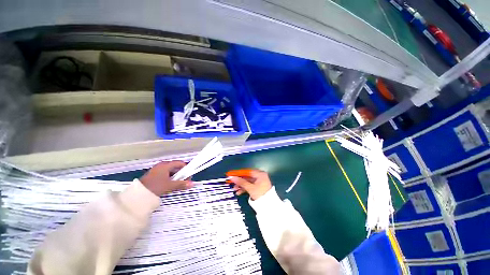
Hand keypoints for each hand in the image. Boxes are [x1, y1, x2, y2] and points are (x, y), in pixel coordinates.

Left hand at [140, 161, 192, 195]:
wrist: (137, 194)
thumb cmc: (155, 187)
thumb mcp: (170, 186)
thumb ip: (181, 184)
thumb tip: (192, 184)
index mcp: (166, 165)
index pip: (180, 163)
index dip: (186, 168)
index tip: (189, 176)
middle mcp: (162, 165)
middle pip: (176, 167)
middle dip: (181, 174)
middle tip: (184, 181)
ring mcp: (157, 169)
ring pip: (171, 171)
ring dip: (176, 176)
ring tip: (178, 184)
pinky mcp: (154, 175)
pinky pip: (165, 174)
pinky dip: (170, 178)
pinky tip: (171, 184)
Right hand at [226, 169, 271, 199]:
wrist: (268, 205)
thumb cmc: (261, 194)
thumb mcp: (250, 188)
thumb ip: (241, 182)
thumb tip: (233, 177)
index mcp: (260, 174)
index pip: (247, 171)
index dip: (239, 173)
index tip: (232, 174)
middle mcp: (260, 176)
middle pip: (247, 177)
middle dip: (239, 181)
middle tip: (232, 182)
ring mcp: (259, 182)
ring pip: (248, 182)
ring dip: (241, 185)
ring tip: (235, 189)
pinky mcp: (258, 187)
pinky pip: (250, 186)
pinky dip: (245, 188)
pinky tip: (239, 192)